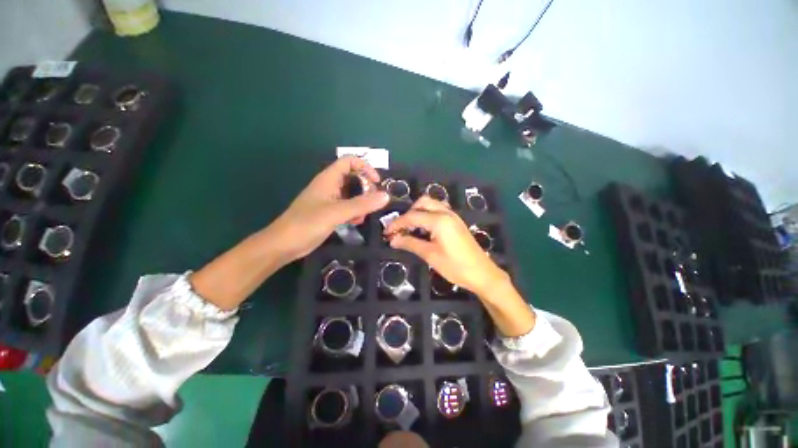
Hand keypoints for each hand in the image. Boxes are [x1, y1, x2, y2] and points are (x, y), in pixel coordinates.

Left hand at [269, 156, 389, 261]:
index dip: (364, 167)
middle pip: (352, 177)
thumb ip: (362, 204)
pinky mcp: (328, 213)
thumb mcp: (337, 212)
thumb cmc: (307, 224)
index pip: (349, 161)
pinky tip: (357, 221)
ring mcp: (328, 200)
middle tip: (373, 201)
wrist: (284, 245)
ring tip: (365, 214)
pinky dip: (354, 211)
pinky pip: (346, 206)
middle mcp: (329, 186)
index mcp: (328, 179)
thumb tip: (386, 196)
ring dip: (361, 201)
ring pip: (351, 194)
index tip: (376, 182)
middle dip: (366, 187)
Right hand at [383, 196, 507, 295]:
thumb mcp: (430, 255)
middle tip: (401, 229)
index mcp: (439, 220)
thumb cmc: (455, 267)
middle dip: (409, 213)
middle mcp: (446, 213)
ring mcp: (453, 216)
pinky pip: (439, 210)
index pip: (412, 216)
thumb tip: (393, 240)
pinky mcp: (457, 222)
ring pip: (431, 204)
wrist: (482, 274)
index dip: (397, 223)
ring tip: (411, 228)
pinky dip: (428, 215)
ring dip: (419, 212)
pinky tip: (424, 229)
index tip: (387, 232)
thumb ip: (410, 244)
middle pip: (422, 202)